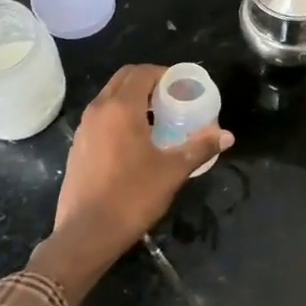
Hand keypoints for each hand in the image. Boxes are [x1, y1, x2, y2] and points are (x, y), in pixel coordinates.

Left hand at [30, 65, 233, 305]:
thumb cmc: (132, 196)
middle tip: (171, 98)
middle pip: (124, 78)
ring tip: (157, 118)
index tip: (182, 86)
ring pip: (109, 97)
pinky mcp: (77, 146)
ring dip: (132, 98)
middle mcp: (98, 109)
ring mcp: (84, 128)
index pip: (142, 72)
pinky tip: (135, 140)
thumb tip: (227, 135)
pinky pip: (101, 116)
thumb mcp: (172, 171)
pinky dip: (119, 115)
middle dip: (148, 81)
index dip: (164, 73)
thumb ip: (200, 148)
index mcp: (121, 108)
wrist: (87, 233)